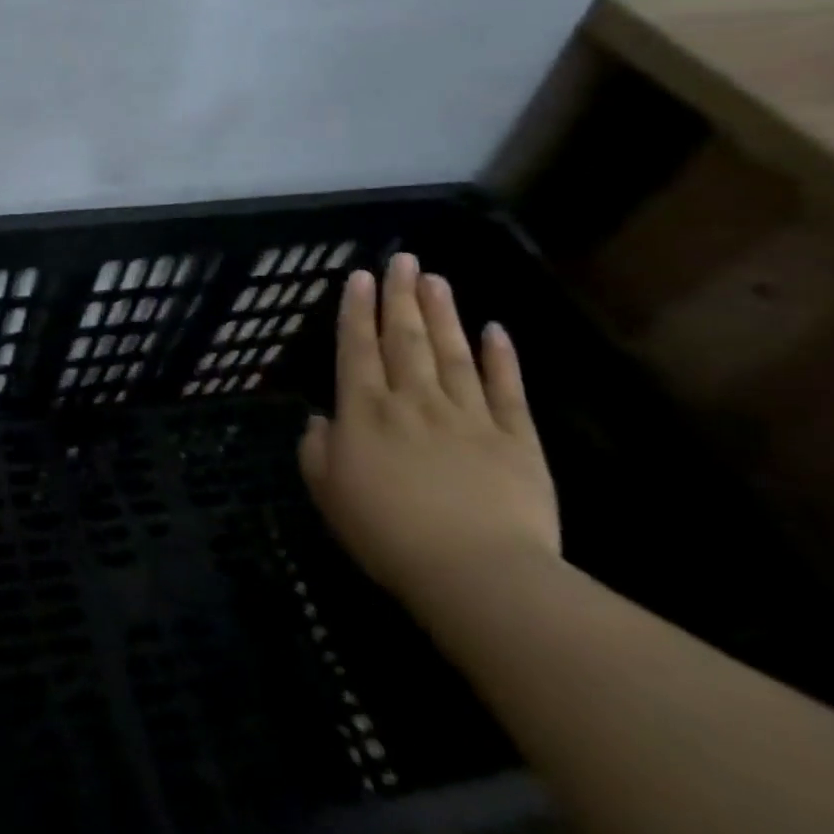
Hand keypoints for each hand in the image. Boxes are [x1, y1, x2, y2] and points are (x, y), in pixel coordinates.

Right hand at [298, 252, 559, 618]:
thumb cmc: (387, 534)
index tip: (360, 276)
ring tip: (436, 279)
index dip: (356, 310)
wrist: (477, 574)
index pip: (357, 348)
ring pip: (453, 353)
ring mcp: (468, 416)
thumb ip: (317, 451)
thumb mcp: (328, 494)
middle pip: (406, 339)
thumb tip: (321, 421)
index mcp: (365, 411)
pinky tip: (496, 329)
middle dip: (401, 296)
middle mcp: (413, 400)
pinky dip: (501, 358)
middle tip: (403, 259)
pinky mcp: (516, 439)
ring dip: (443, 313)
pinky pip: (506, 390)